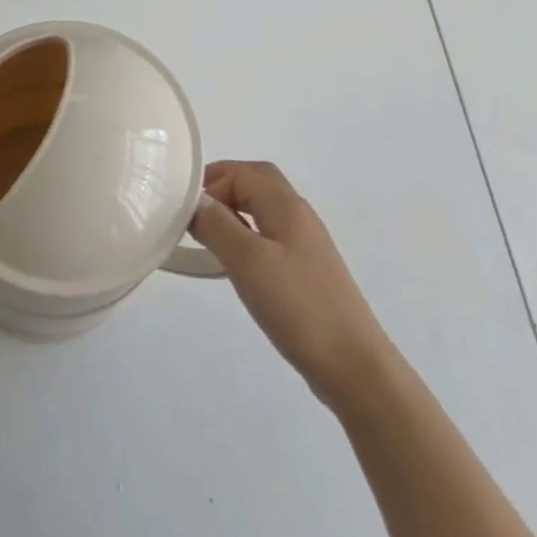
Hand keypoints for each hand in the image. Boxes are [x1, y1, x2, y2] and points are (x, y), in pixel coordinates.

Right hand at [189, 160, 393, 406]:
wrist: (354, 365)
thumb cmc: (298, 305)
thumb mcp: (248, 260)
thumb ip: (217, 224)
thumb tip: (195, 200)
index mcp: (285, 204)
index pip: (241, 172)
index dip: (210, 181)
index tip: (182, 209)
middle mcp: (298, 215)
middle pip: (257, 181)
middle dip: (222, 186)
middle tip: (192, 211)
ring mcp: (305, 243)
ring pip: (263, 209)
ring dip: (233, 210)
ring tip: (206, 235)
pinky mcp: (307, 271)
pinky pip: (270, 235)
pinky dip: (246, 234)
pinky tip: (235, 262)